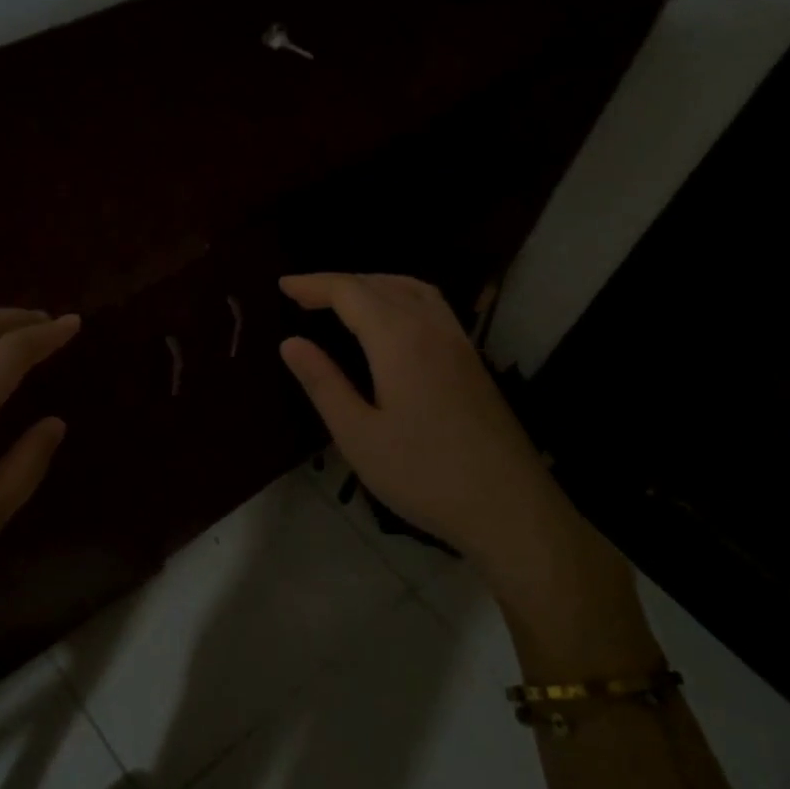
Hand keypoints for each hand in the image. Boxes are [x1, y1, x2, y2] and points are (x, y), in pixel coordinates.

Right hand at [278, 274, 653, 672]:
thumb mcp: (358, 435)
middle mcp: (432, 328)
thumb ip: (323, 383)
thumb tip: (290, 343)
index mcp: (399, 341)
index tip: (282, 286)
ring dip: (373, 283)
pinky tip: (391, 321)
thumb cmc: (423, 474)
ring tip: (343, 299)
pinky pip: (432, 306)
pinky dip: (401, 296)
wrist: (508, 506)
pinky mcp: (472, 360)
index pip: (350, 292)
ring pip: (413, 289)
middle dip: (339, 282)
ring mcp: (459, 342)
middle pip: (381, 284)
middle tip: (302, 295)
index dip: (314, 284)